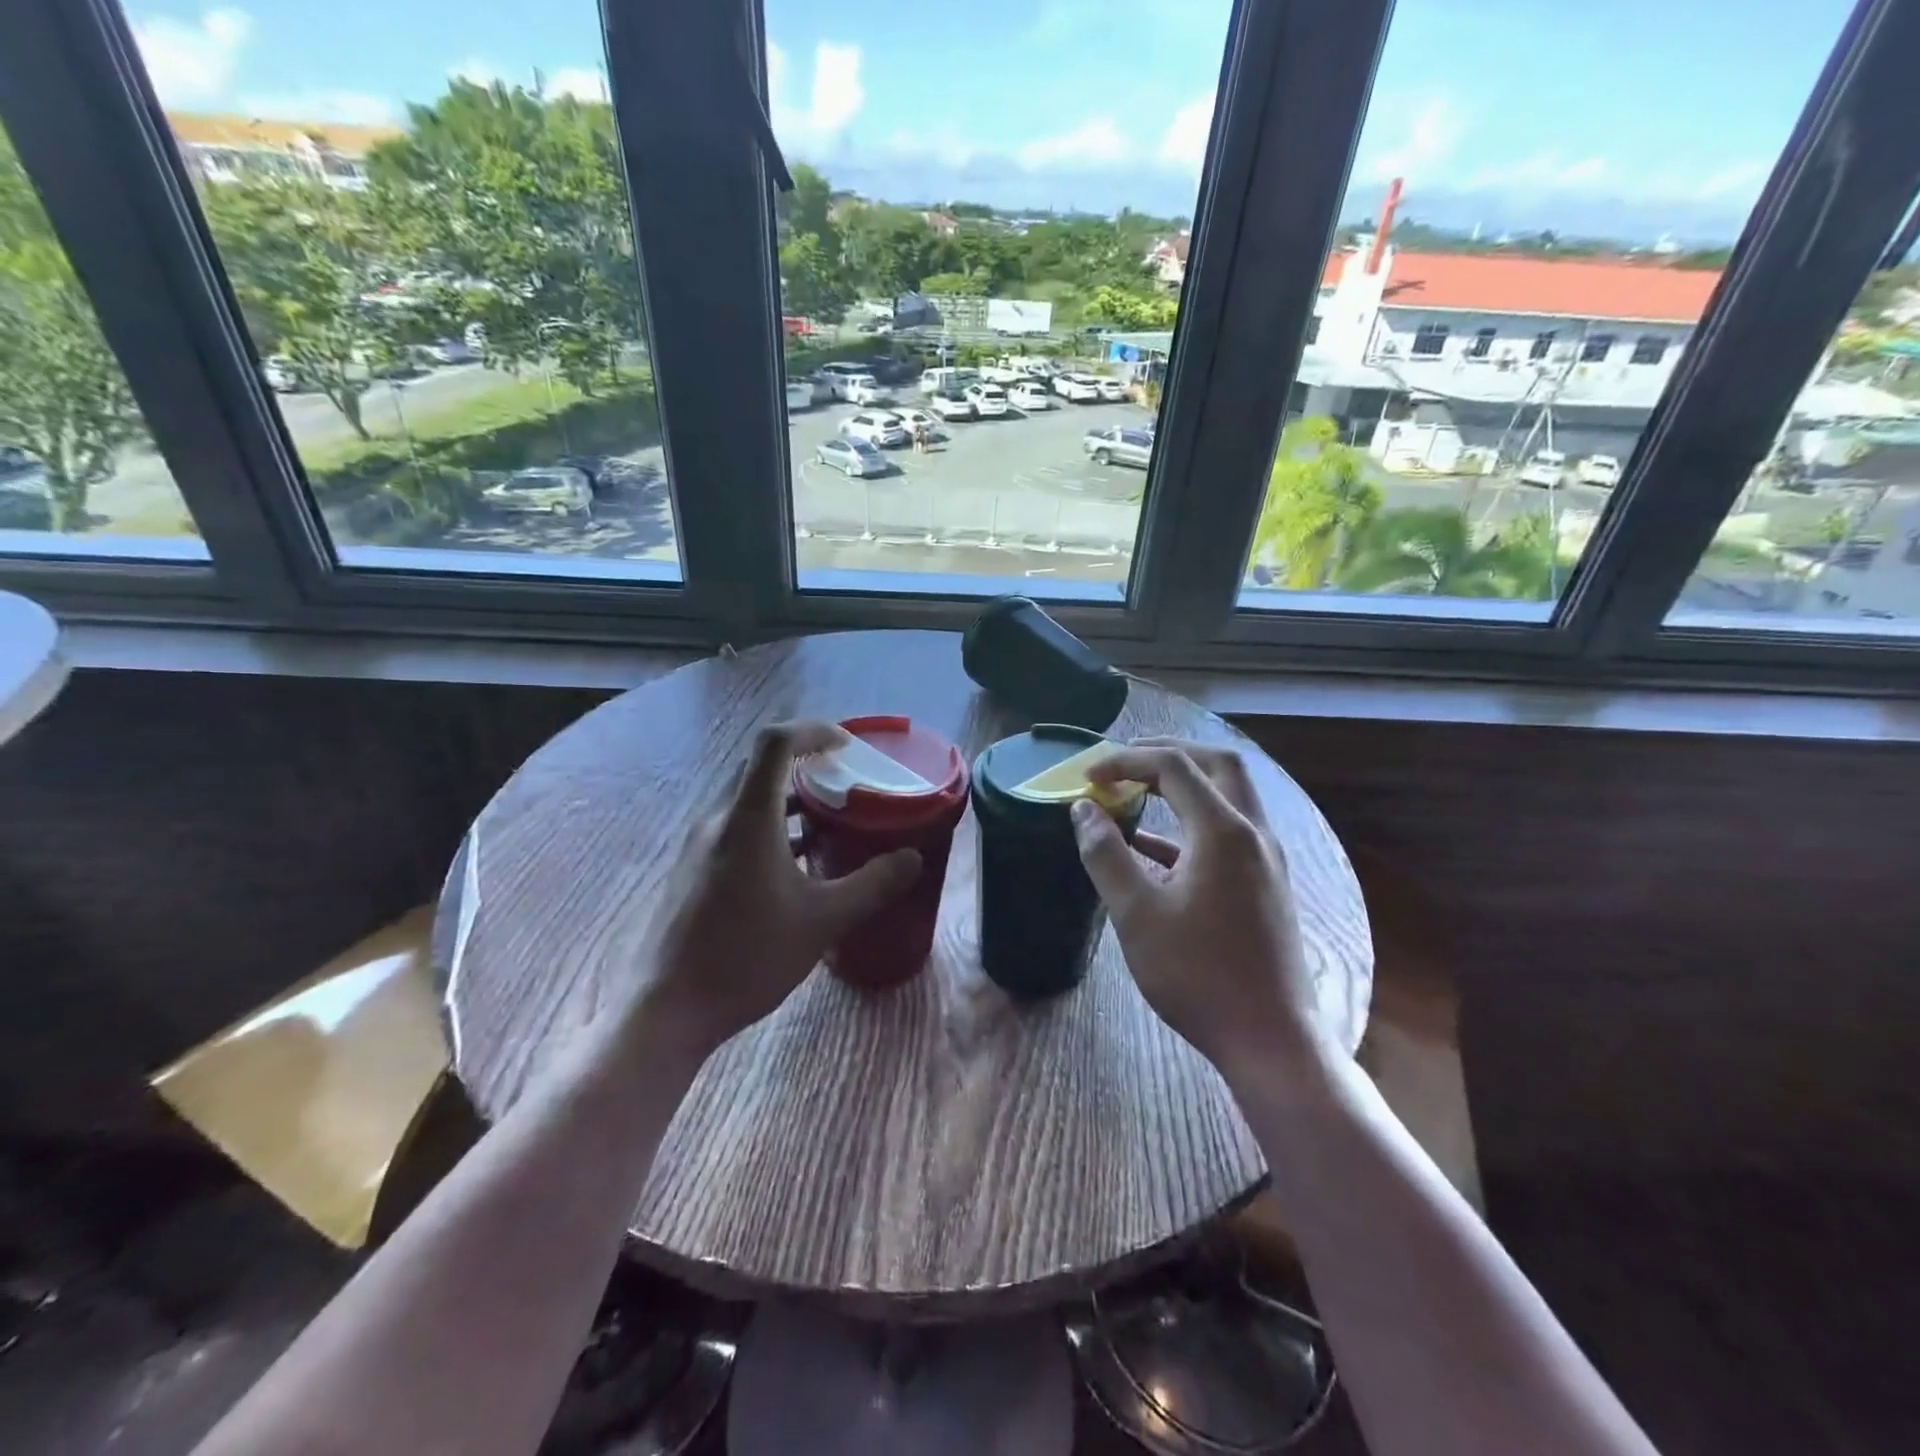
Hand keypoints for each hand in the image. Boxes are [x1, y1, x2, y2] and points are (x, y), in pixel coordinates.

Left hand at [640, 721, 920, 1052]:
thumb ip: (872, 885)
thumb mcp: (822, 921)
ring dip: (790, 798)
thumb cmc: (746, 957)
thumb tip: (912, 858)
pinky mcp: (694, 869)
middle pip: (761, 767)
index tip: (848, 745)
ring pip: (749, 799)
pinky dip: (772, 826)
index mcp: (748, 818)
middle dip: (807, 763)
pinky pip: (737, 827)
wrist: (667, 1009)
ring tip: (832, 819)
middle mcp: (719, 819)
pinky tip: (798, 862)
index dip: (814, 730)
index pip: (775, 743)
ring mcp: (700, 845)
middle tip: (848, 779)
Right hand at [1070, 739, 1321, 1078]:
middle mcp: (1253, 833)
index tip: (1088, 777)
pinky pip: (1228, 833)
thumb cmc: (1197, 974)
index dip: (1126, 761)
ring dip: (1183, 785)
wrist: (1270, 1039)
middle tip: (1123, 762)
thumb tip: (1083, 809)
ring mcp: (1266, 859)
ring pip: (1228, 796)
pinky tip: (1154, 849)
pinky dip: (1190, 824)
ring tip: (1135, 794)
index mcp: (1223, 831)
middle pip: (1217, 765)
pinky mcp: (1265, 885)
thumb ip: (1105, 854)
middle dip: (1167, 754)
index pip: (1174, 767)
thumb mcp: (1136, 914)